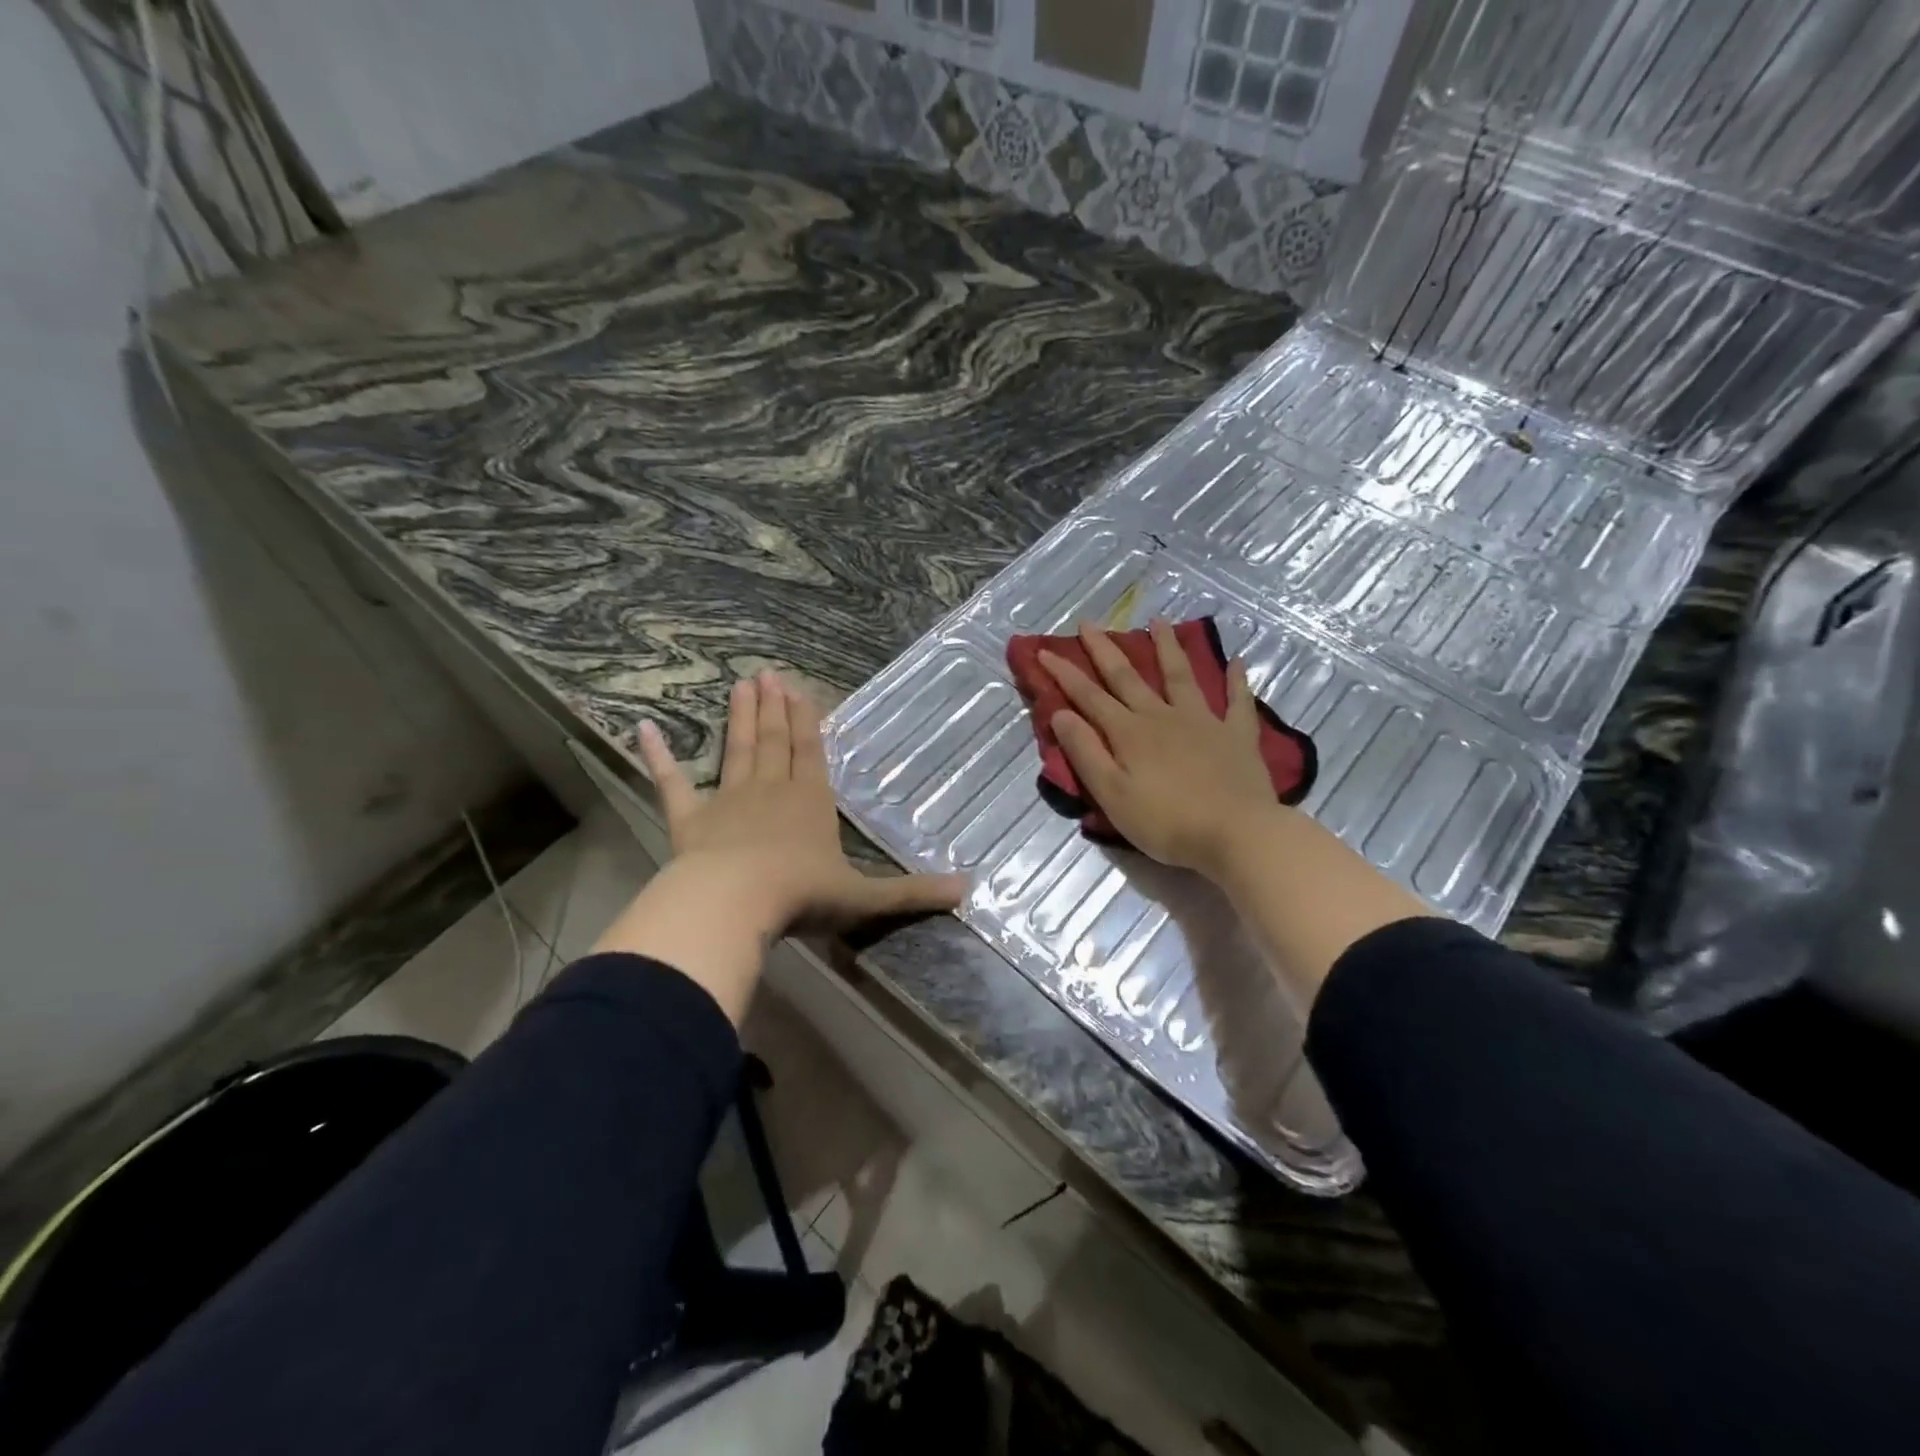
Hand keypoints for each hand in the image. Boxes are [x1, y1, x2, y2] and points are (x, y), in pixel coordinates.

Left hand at [637, 670, 966, 937]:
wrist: (736, 904)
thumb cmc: (802, 896)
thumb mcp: (865, 898)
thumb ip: (913, 893)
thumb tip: (969, 889)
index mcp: (810, 803)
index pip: (811, 753)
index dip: (807, 722)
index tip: (800, 690)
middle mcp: (771, 791)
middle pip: (774, 742)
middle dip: (773, 708)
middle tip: (768, 674)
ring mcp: (727, 801)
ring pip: (736, 750)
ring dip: (739, 718)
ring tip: (740, 684)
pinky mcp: (689, 820)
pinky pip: (671, 783)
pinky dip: (658, 756)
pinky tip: (643, 727)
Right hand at [1040, 620, 1276, 879]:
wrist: (1237, 833)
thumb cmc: (1167, 822)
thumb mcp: (1112, 794)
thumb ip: (1086, 752)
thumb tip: (1060, 714)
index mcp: (1129, 733)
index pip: (1089, 697)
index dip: (1065, 674)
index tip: (1045, 651)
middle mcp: (1162, 717)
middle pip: (1128, 677)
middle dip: (1105, 650)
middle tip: (1089, 623)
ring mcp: (1203, 722)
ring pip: (1181, 676)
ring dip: (1167, 648)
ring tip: (1159, 621)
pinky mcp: (1237, 735)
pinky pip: (1237, 701)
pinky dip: (1236, 679)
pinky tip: (1236, 660)